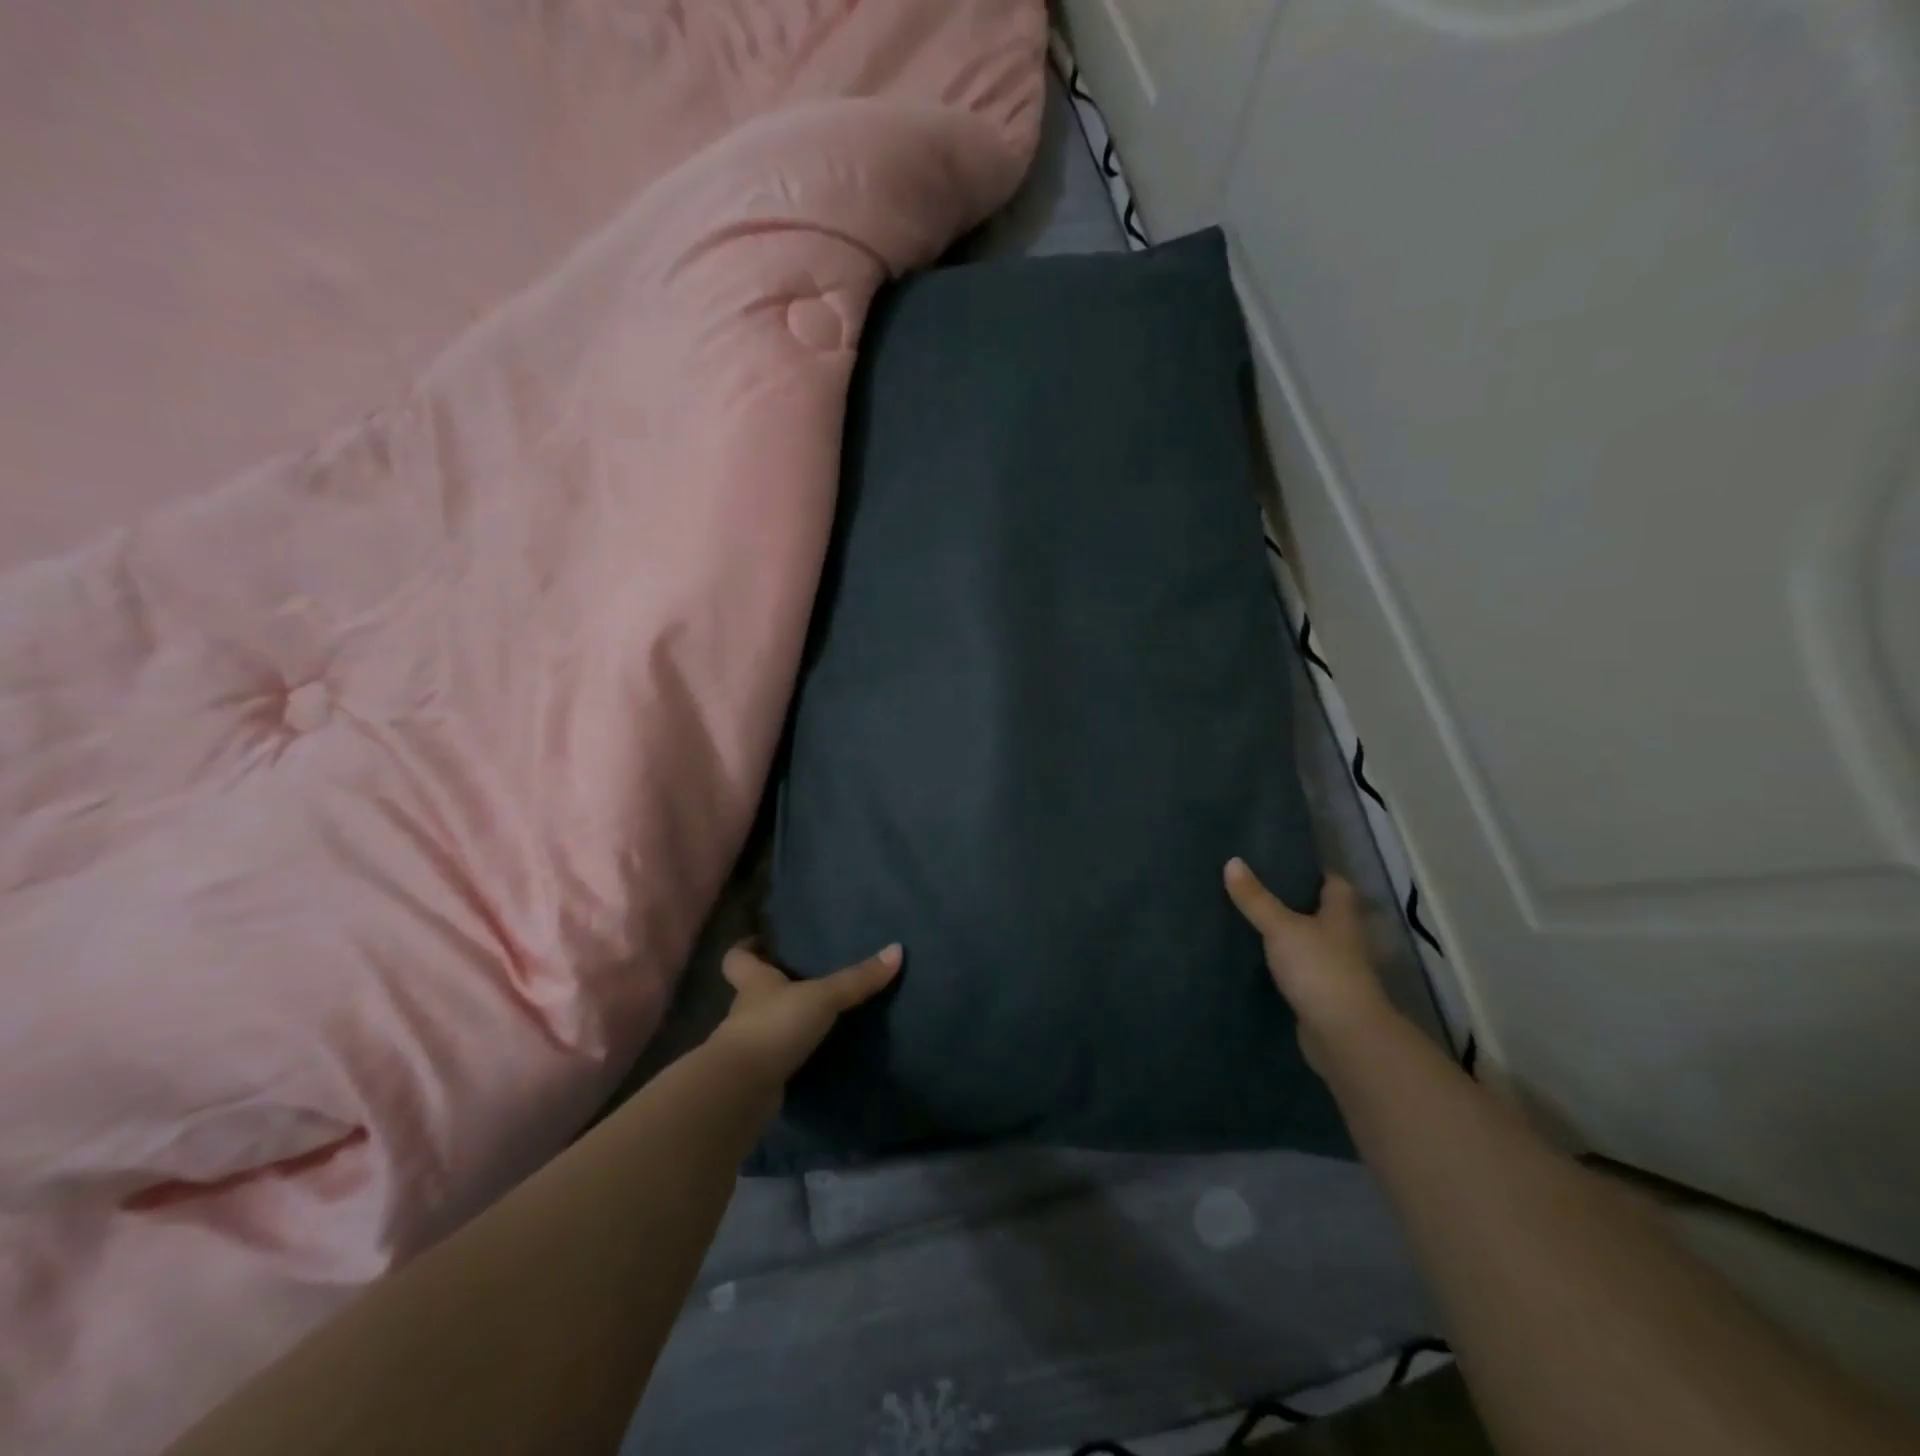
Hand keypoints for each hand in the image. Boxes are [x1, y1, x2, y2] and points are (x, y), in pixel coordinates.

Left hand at [708, 941, 902, 1089]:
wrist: (742, 1090)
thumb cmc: (774, 1027)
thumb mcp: (822, 998)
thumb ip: (857, 978)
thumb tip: (897, 949)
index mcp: (754, 982)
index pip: (737, 958)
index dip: (746, 948)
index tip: (760, 941)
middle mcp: (745, 1010)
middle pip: (751, 991)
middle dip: (772, 985)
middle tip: (802, 975)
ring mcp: (748, 1045)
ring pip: (765, 1024)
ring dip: (784, 1020)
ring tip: (817, 1014)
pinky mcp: (757, 1075)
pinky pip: (776, 1056)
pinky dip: (791, 1053)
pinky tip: (815, 1052)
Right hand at [1224, 859, 1396, 1073]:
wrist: (1344, 1036)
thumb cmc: (1319, 970)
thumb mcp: (1281, 928)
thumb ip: (1256, 898)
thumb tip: (1232, 861)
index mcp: (1342, 916)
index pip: (1335, 884)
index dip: (1315, 872)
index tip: (1285, 862)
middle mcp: (1344, 939)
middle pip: (1322, 913)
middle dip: (1295, 902)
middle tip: (1257, 887)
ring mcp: (1335, 969)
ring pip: (1310, 942)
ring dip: (1289, 934)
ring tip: (1250, 919)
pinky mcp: (1322, 995)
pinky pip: (1300, 970)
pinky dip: (1284, 964)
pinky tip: (1258, 959)